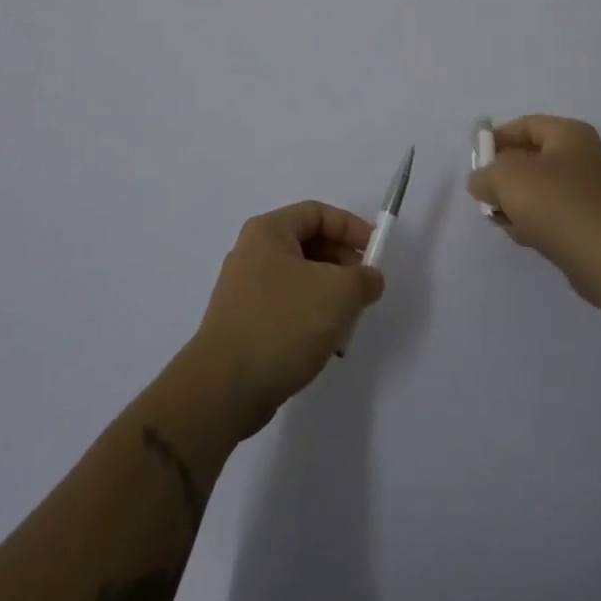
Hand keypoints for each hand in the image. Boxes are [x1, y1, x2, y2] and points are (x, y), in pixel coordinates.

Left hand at [184, 201, 385, 438]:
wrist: (225, 388)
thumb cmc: (283, 324)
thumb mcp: (338, 293)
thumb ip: (363, 278)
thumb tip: (369, 278)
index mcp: (268, 232)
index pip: (317, 213)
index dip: (351, 227)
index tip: (376, 253)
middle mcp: (252, 252)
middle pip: (308, 244)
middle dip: (342, 263)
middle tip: (365, 289)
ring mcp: (245, 289)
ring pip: (300, 279)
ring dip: (330, 294)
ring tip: (348, 321)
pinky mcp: (244, 323)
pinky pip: (287, 307)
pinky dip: (311, 317)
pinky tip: (325, 343)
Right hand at [467, 115, 600, 309]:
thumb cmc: (556, 205)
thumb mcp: (506, 181)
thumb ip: (484, 175)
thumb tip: (481, 182)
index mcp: (571, 134)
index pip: (526, 125)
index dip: (497, 139)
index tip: (477, 160)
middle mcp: (587, 156)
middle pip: (534, 157)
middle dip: (505, 175)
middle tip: (485, 193)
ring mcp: (595, 191)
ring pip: (544, 188)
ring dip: (518, 202)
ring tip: (500, 219)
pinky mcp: (597, 223)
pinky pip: (557, 213)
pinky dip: (537, 220)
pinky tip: (522, 236)